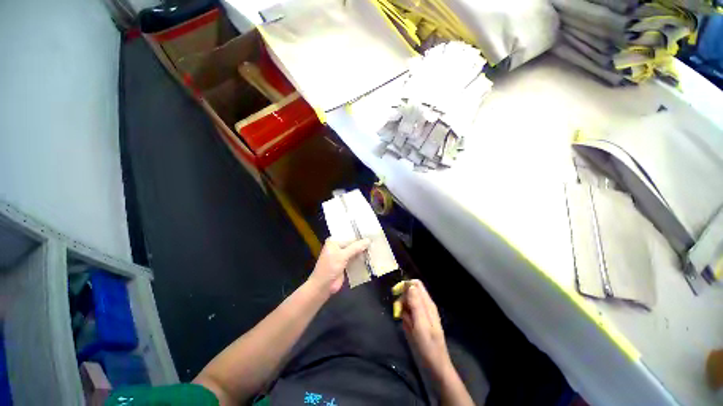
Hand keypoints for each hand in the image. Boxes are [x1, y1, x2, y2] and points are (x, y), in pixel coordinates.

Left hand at [307, 239, 369, 295]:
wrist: (323, 286)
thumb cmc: (329, 267)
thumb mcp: (342, 256)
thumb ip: (355, 247)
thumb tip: (368, 240)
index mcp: (333, 241)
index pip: (347, 234)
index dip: (357, 233)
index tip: (369, 231)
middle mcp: (337, 247)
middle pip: (351, 243)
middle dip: (361, 242)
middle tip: (374, 239)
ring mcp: (341, 256)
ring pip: (354, 251)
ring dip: (362, 251)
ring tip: (374, 246)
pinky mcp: (345, 264)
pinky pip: (354, 259)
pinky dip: (361, 258)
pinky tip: (370, 256)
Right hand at [400, 280, 452, 379]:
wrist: (434, 367)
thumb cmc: (428, 346)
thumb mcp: (421, 325)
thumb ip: (416, 304)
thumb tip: (410, 285)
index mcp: (427, 304)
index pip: (416, 284)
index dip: (405, 285)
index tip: (396, 294)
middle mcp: (424, 306)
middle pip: (410, 292)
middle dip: (402, 298)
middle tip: (399, 310)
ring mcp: (421, 314)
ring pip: (407, 302)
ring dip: (402, 308)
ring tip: (404, 321)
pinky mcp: (417, 321)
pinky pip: (407, 312)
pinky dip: (404, 316)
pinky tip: (406, 325)